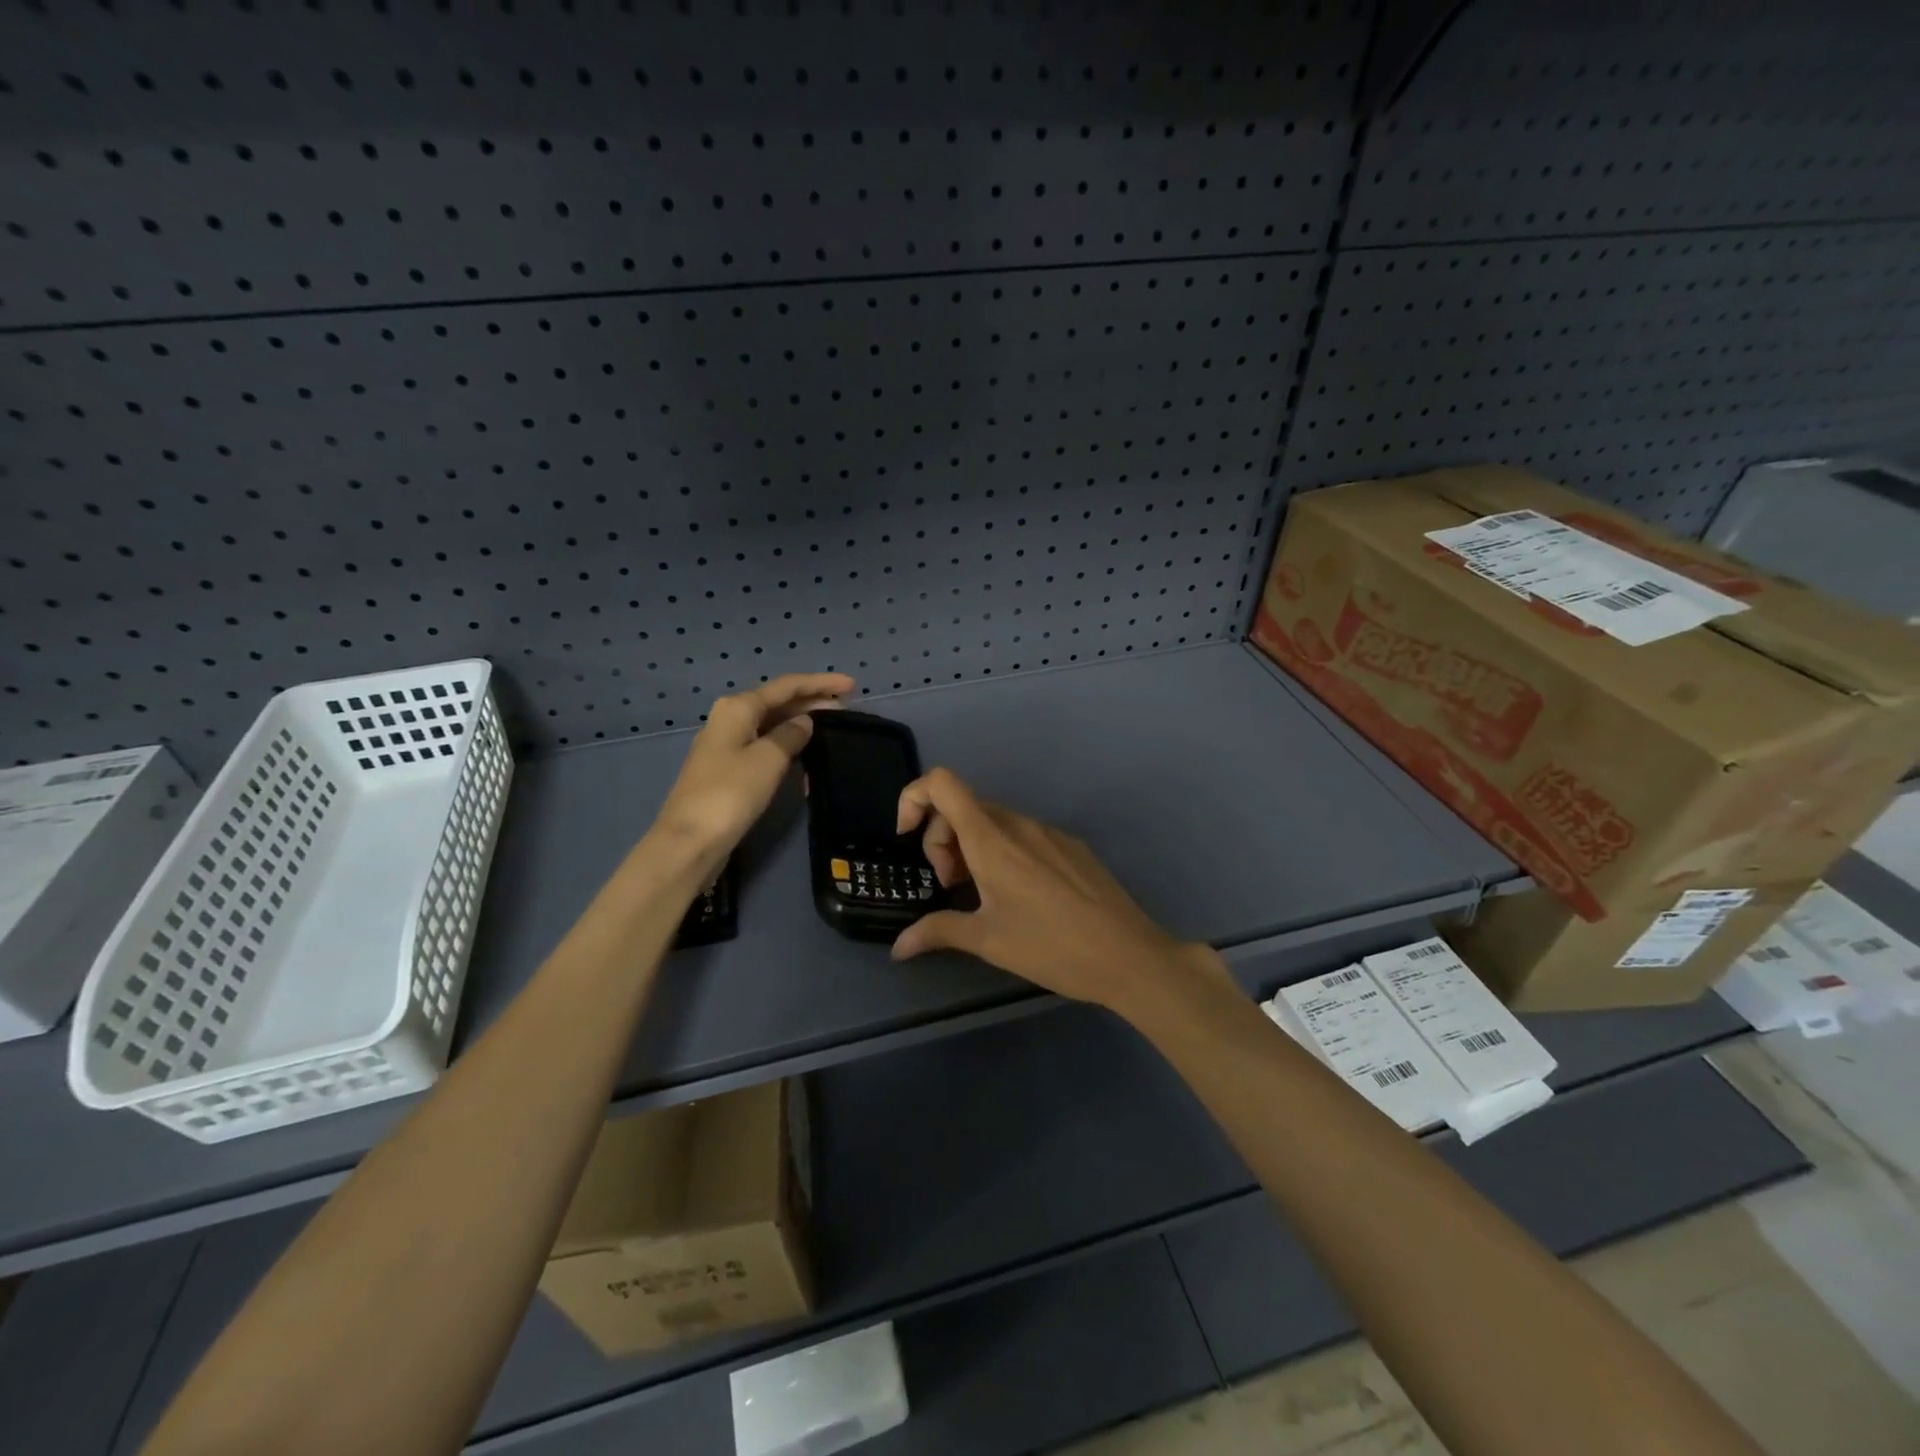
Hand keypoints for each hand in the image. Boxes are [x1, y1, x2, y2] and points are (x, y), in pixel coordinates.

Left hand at [653, 673, 853, 863]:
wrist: (691, 841)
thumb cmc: (731, 793)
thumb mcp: (769, 758)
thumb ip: (791, 734)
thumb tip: (804, 722)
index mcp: (738, 707)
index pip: (787, 686)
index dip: (821, 683)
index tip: (852, 685)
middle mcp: (730, 718)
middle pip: (778, 702)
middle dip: (812, 702)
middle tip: (847, 708)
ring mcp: (727, 745)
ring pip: (772, 724)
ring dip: (801, 724)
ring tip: (832, 728)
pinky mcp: (729, 769)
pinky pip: (765, 746)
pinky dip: (788, 745)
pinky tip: (806, 754)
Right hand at [889, 768, 1221, 1018]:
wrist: (1129, 955)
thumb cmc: (1051, 947)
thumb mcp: (988, 942)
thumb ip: (938, 932)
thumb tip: (898, 947)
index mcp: (991, 840)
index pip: (942, 784)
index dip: (914, 798)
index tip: (907, 838)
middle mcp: (1018, 824)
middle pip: (963, 806)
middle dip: (942, 839)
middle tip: (951, 886)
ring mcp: (1048, 831)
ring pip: (993, 821)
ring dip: (972, 847)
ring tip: (982, 894)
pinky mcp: (1071, 845)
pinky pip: (1023, 834)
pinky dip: (1004, 851)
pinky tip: (1020, 895)